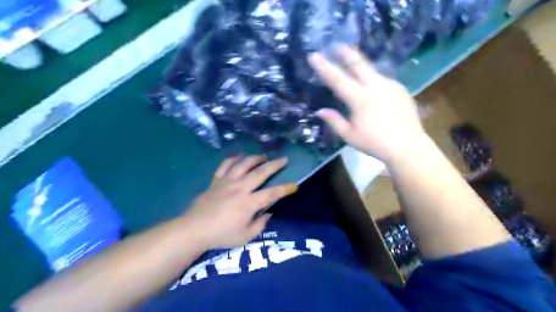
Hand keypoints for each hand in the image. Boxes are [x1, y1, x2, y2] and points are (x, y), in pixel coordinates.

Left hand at [184, 155, 297, 247]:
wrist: (194, 229)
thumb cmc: (221, 235)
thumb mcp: (245, 237)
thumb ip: (260, 224)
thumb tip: (269, 213)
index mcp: (248, 203)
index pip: (272, 194)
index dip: (285, 189)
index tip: (295, 185)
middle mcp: (240, 188)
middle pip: (260, 172)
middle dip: (274, 165)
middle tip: (284, 159)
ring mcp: (227, 182)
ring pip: (243, 164)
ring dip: (255, 158)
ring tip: (263, 156)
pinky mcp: (216, 180)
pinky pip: (225, 165)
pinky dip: (233, 159)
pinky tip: (239, 157)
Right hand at [306, 45, 426, 164]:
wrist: (409, 146)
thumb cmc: (375, 144)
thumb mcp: (350, 136)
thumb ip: (334, 121)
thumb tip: (320, 111)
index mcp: (361, 99)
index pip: (338, 80)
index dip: (324, 67)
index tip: (314, 55)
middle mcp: (376, 87)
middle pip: (358, 64)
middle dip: (346, 53)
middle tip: (336, 45)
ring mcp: (391, 86)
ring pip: (372, 70)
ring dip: (360, 65)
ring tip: (352, 63)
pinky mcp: (401, 89)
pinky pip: (383, 79)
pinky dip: (373, 78)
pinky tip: (372, 85)